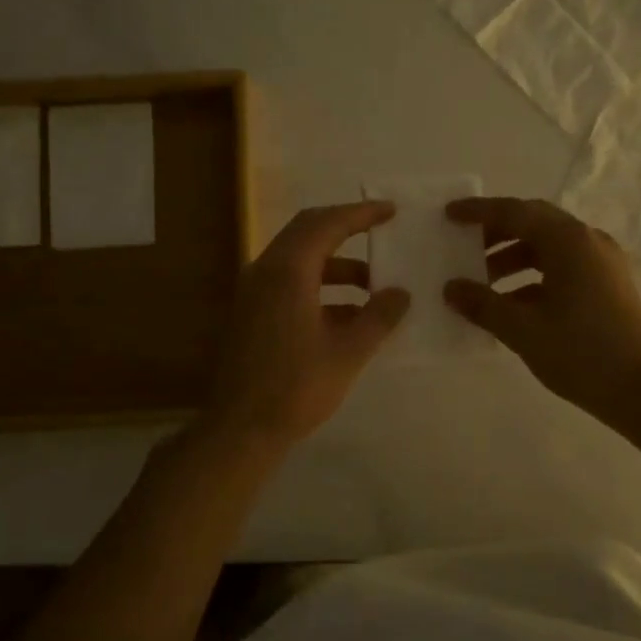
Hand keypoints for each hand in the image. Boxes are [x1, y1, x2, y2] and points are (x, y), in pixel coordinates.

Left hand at [202, 201, 410, 447]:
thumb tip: (401, 293)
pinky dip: (319, 286)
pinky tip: (348, 314)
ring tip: (373, 285)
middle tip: (379, 229)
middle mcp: (265, 271)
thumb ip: (378, 318)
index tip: (389, 211)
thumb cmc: (296, 388)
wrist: (240, 428)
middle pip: (307, 231)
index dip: (360, 214)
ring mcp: (254, 292)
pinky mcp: (251, 313)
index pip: (327, 224)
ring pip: (298, 260)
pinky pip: (289, 283)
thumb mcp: (348, 352)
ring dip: (336, 265)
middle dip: (346, 228)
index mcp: (287, 272)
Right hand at [443, 196, 640, 419]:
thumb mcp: (523, 329)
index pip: (515, 212)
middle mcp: (587, 241)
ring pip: (548, 247)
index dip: (479, 212)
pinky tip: (510, 304)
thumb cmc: (581, 352)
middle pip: (533, 224)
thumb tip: (451, 288)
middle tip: (463, 246)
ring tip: (481, 282)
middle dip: (495, 233)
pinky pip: (562, 267)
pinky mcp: (607, 286)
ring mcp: (601, 263)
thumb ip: (483, 304)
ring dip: (512, 258)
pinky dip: (532, 277)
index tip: (449, 215)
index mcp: (568, 241)